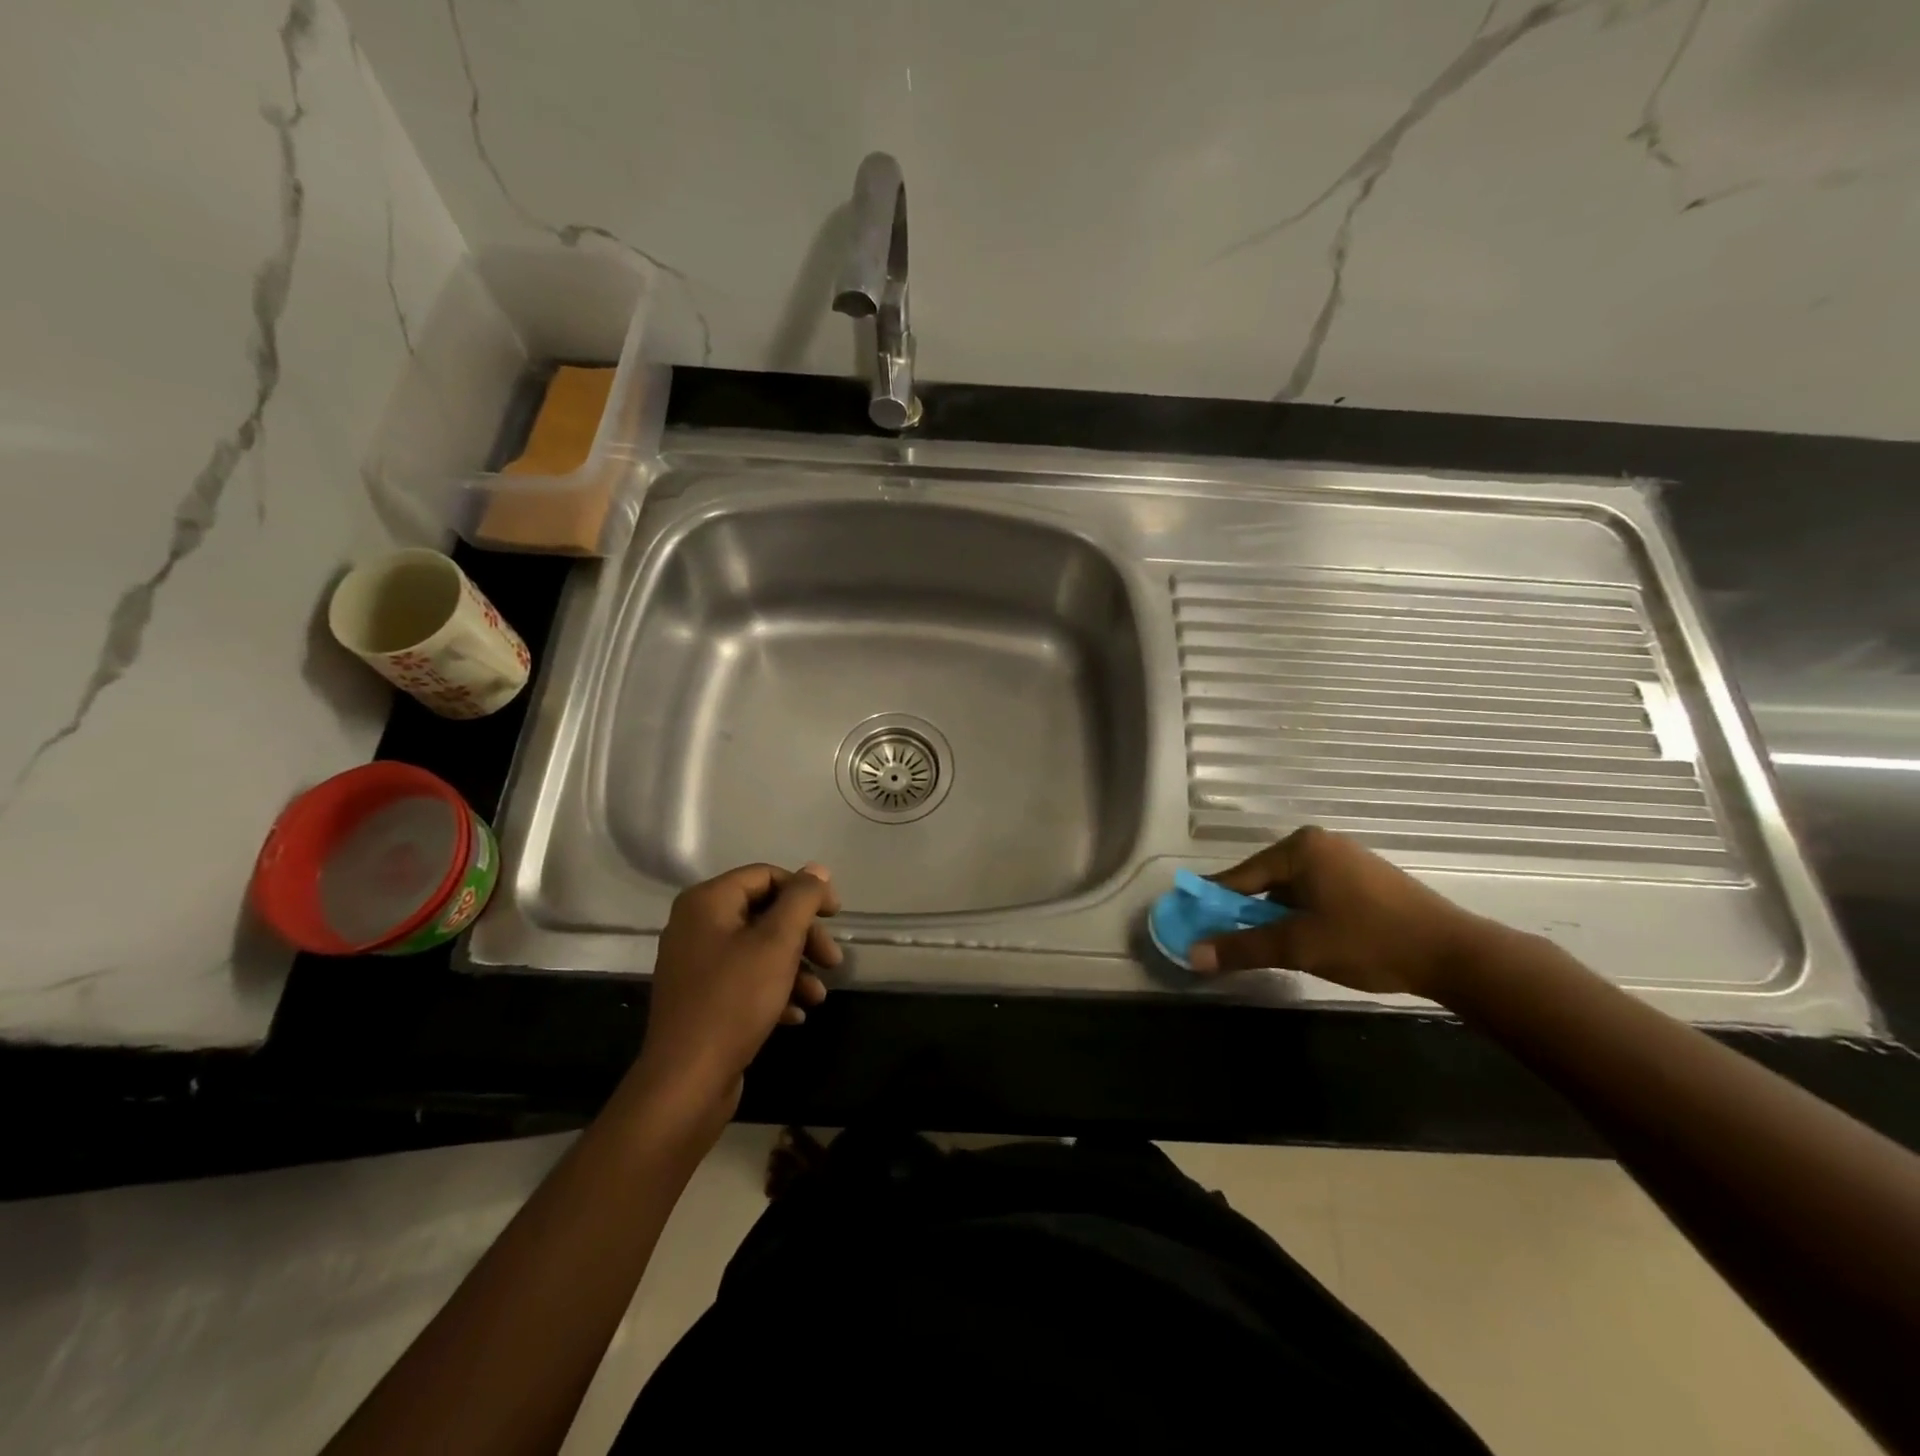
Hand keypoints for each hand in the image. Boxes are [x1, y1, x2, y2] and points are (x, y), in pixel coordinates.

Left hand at [633, 863, 841, 1128]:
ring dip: (794, 967)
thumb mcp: (777, 942)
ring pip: (758, 950)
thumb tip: (816, 869)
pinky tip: (796, 1014)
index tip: (836, 916)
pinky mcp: (701, 998)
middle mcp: (696, 925)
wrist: (686, 1080)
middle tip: (833, 961)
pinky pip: (744, 979)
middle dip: (804, 936)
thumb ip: (801, 899)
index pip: (766, 876)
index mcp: (707, 902)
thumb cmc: (735, 1000)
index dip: (806, 891)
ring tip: (819, 996)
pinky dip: (773, 990)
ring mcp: (696, 963)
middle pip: (764, 913)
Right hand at [1188, 826, 1488, 996]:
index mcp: (1300, 848)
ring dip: (1276, 917)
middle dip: (1247, 912)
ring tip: (1269, 947)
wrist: (1454, 954)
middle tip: (1230, 942)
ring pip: (1292, 889)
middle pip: (1265, 881)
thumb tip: (1192, 955)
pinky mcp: (1367, 879)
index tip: (1192, 922)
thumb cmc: (1368, 940)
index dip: (1214, 902)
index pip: (1241, 876)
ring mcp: (1346, 859)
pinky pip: (1317, 893)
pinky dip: (1303, 915)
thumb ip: (1243, 947)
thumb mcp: (1299, 947)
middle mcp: (1320, 844)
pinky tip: (1307, 940)